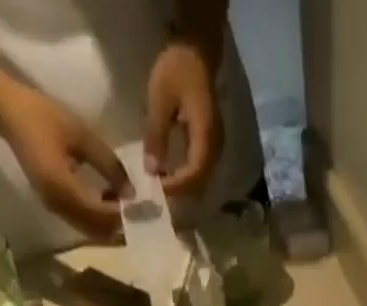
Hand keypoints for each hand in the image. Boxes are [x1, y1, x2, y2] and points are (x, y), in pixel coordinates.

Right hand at [0, 85, 129, 238]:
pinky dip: (99, 220)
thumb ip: (109, 165)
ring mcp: (55, 209)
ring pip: (91, 231)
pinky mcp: (54, 206)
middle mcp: (59, 207)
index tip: (144, 209)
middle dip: (121, 227)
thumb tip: (132, 193)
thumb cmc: (43, 116)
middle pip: (98, 231)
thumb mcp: (82, 135)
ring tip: (129, 210)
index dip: (124, 215)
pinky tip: (110, 203)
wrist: (7, 112)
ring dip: (111, 226)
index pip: (102, 214)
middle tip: (142, 216)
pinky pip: (82, 223)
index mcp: (63, 189)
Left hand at [144, 39, 220, 197]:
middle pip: (200, 182)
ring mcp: (215, 147)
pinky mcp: (210, 145)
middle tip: (157, 193)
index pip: (195, 173)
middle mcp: (215, 148)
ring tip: (162, 187)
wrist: (196, 50)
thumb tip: (151, 171)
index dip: (177, 185)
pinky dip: (185, 177)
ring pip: (201, 179)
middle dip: (179, 191)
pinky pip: (199, 170)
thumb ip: (156, 135)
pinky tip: (170, 175)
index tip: (157, 188)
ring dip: (182, 186)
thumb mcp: (160, 98)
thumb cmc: (178, 69)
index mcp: (206, 136)